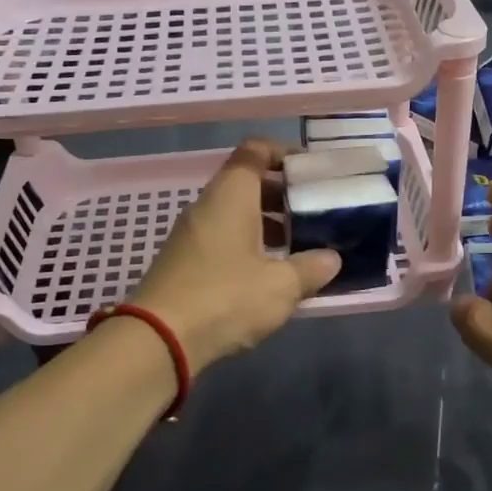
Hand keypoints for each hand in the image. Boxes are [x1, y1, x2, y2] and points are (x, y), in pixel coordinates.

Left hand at [128, 139, 339, 373]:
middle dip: (282, 194)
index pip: (255, 151)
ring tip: (298, 247)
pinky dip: (248, 245)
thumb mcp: (281, 286)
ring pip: (235, 214)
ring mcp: (191, 234)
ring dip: (267, 224)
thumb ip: (310, 268)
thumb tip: (332, 259)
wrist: (159, 339)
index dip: (284, 153)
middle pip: (247, 183)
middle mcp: (208, 206)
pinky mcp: (184, 262)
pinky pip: (222, 239)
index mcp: (231, 195)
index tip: (311, 171)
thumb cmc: (226, 298)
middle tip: (314, 213)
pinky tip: (268, 275)